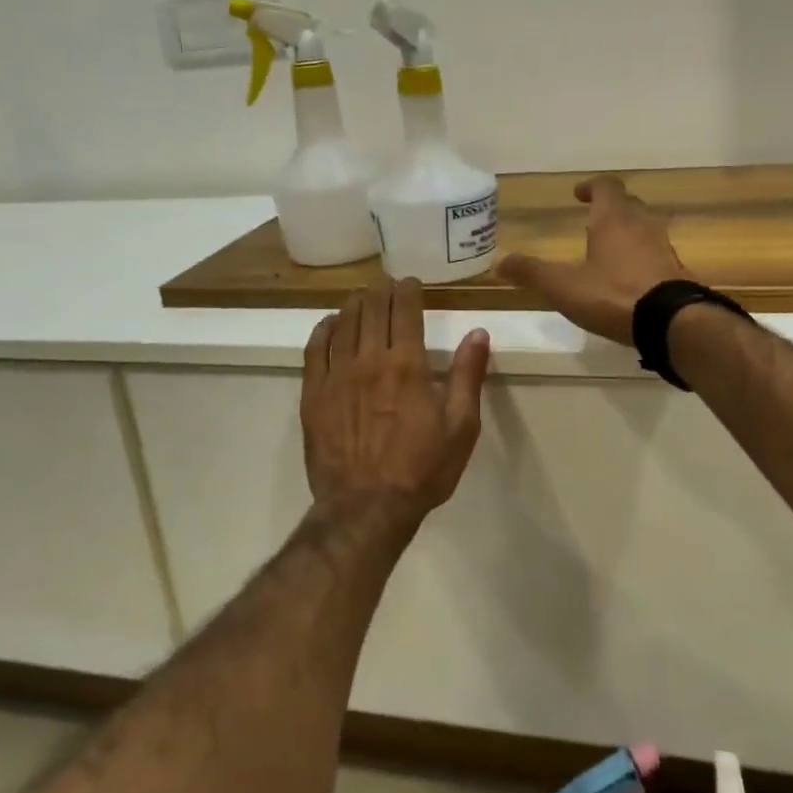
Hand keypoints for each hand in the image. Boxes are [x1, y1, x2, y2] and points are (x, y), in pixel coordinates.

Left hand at [301, 277, 490, 522]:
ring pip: (343, 323)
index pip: (405, 310)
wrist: (366, 508)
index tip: (411, 284)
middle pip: (372, 309)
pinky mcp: (313, 394)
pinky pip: (315, 349)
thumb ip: (468, 375)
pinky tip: (330, 324)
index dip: (407, 290)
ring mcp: (337, 375)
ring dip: (354, 304)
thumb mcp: (460, 426)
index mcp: (406, 364)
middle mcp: (369, 360)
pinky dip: (323, 330)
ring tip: (361, 298)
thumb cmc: (421, 469)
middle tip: (387, 287)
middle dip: (381, 291)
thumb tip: (478, 333)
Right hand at [496, 176, 689, 345]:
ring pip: (643, 229)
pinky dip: (640, 257)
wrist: (672, 322)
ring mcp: (663, 248)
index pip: (606, 186)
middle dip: (609, 209)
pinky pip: (655, 254)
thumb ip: (532, 273)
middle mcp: (642, 225)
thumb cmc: (613, 294)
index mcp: (614, 219)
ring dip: (626, 233)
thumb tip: (500, 263)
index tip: (579, 194)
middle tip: (591, 220)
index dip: (591, 187)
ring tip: (607, 251)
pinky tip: (628, 279)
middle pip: (627, 205)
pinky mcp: (675, 272)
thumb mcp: (564, 286)